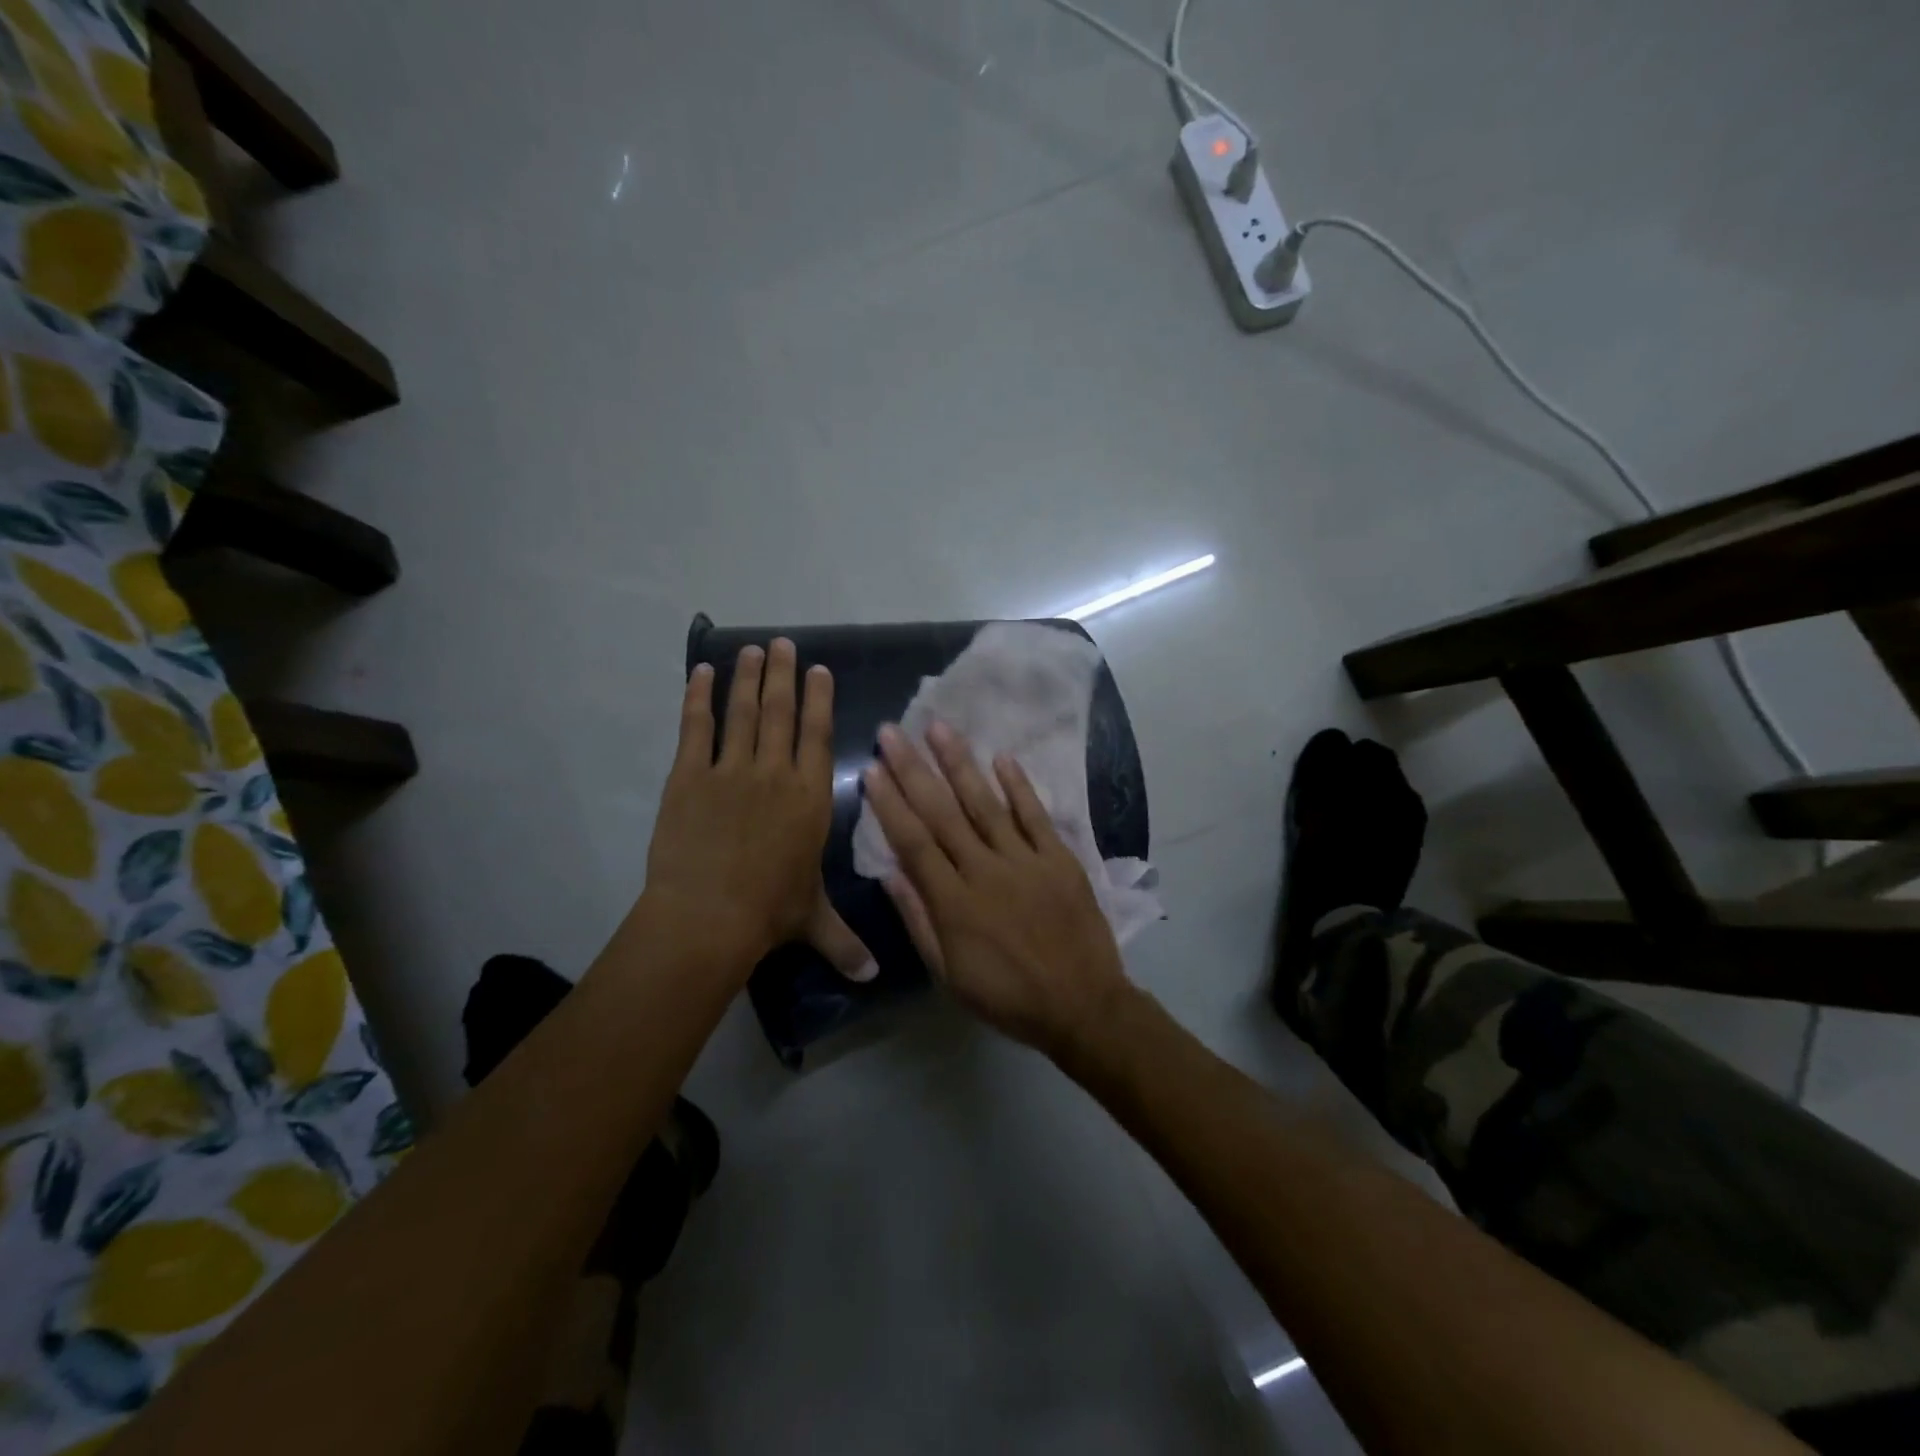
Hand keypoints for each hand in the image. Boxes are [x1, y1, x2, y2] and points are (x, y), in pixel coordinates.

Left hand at [643, 640, 873, 979]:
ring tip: (752, 649)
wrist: (707, 917)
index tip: (818, 670)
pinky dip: (697, 698)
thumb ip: (845, 941)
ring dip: (747, 677)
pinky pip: (696, 728)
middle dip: (784, 674)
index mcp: (810, 797)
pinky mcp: (689, 776)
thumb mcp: (813, 921)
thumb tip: (873, 978)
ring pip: (742, 711)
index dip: (819, 699)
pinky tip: (699, 673)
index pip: (818, 736)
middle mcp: (775, 772)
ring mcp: (731, 770)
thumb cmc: (769, 913)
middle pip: (780, 712)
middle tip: (783, 644)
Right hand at [862, 720, 1130, 1056]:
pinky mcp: (1059, 858)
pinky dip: (1019, 786)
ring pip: (985, 804)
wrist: (1082, 1006)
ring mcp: (1025, 861)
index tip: (872, 769)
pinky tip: (1001, 757)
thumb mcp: (949, 974)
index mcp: (954, 903)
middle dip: (914, 770)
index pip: (913, 842)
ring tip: (939, 728)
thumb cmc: (1007, 997)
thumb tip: (888, 874)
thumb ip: (918, 921)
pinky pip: (1036, 816)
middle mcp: (985, 871)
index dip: (890, 804)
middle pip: (943, 813)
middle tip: (893, 732)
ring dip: (960, 764)